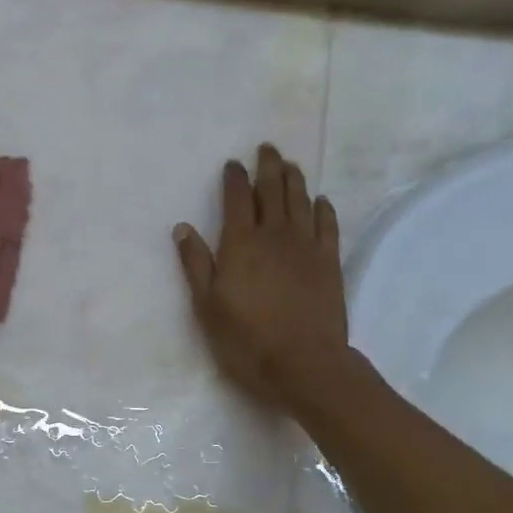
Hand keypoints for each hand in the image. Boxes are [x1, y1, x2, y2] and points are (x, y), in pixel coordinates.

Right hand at [173, 144, 349, 407]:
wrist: (304, 364)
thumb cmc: (246, 338)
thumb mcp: (207, 305)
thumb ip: (196, 264)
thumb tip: (182, 228)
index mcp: (241, 243)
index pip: (237, 200)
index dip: (234, 179)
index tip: (233, 163)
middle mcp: (275, 236)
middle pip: (273, 191)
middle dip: (268, 167)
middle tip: (267, 148)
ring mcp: (306, 247)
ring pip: (301, 202)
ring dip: (295, 180)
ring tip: (290, 164)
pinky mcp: (329, 263)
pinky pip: (327, 225)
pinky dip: (323, 209)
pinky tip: (320, 200)